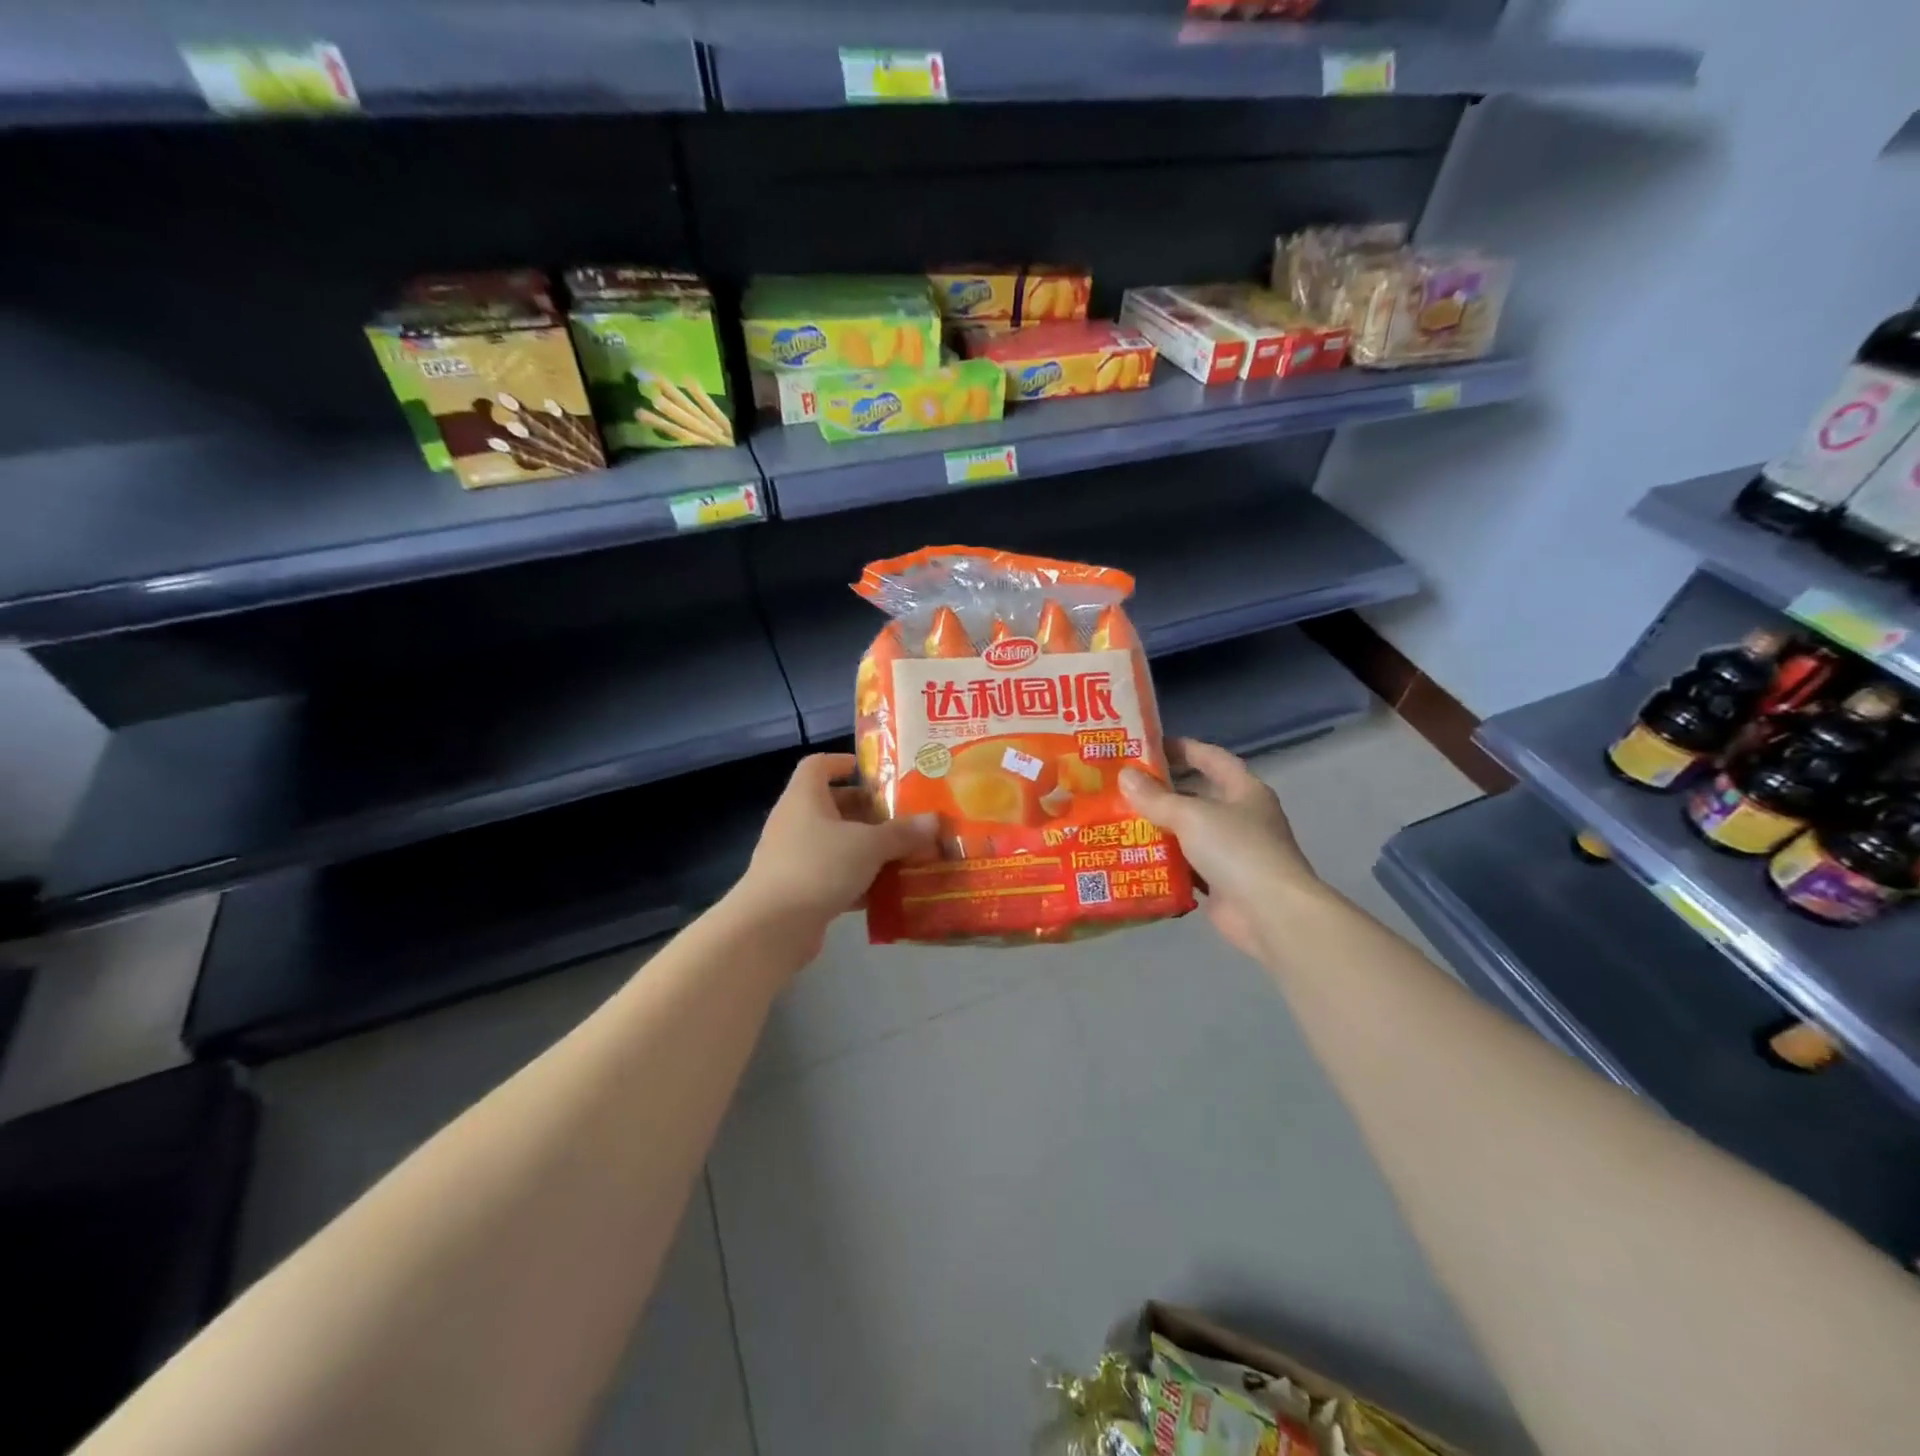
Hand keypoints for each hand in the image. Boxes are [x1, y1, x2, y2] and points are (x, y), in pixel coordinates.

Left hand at [733, 753, 938, 955]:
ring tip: (904, 853)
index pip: (818, 765)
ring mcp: (794, 857)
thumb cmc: (819, 866)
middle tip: (902, 816)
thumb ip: (902, 832)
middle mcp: (796, 821)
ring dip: (867, 848)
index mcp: (805, 797)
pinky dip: (859, 880)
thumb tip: (934, 820)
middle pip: (833, 805)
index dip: (843, 762)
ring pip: (836, 843)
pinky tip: (888, 891)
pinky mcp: (799, 890)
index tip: (873, 772)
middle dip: (867, 810)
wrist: (772, 927)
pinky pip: (834, 876)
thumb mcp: (869, 845)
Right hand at [1121, 739, 1318, 958]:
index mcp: (1244, 790)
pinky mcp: (1220, 883)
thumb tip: (1124, 775)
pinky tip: (1131, 857)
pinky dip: (1162, 862)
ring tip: (1117, 819)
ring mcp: (1232, 852)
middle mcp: (1241, 817)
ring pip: (1188, 832)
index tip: (1147, 746)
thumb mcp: (1192, 815)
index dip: (1181, 748)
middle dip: (1162, 791)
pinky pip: (1185, 866)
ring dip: (1158, 828)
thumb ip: (1156, 797)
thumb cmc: (1237, 850)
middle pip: (1197, 795)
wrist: (1271, 914)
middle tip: (1122, 786)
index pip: (1211, 758)